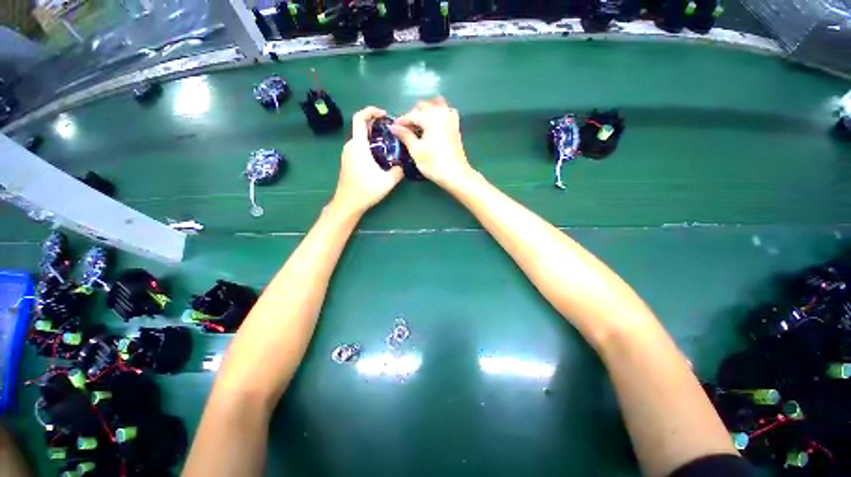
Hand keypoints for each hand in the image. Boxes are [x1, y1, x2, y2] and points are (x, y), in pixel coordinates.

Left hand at [332, 106, 403, 214]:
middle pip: (361, 127)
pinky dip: (369, 145)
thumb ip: (398, 171)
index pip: (360, 118)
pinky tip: (380, 156)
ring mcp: (347, 154)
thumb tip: (402, 166)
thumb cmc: (366, 190)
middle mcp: (350, 146)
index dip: (371, 111)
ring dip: (373, 137)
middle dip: (376, 125)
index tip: (384, 114)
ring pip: (360, 138)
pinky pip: (358, 147)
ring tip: (389, 144)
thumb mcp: (388, 181)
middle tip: (392, 132)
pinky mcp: (347, 161)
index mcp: (358, 145)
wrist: (348, 203)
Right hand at [390, 97, 473, 188]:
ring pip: (436, 106)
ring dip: (426, 112)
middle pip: (424, 107)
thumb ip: (405, 135)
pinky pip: (446, 113)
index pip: (412, 114)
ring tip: (419, 126)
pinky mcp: (456, 127)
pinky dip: (438, 115)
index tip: (393, 128)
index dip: (401, 121)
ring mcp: (451, 119)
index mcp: (430, 117)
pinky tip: (434, 126)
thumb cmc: (433, 163)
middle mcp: (442, 113)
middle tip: (406, 130)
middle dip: (413, 116)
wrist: (456, 174)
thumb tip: (393, 127)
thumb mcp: (416, 150)